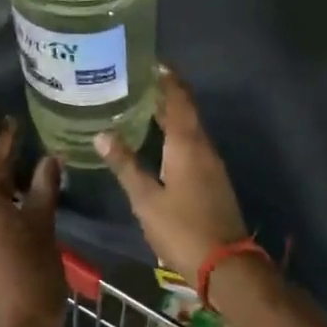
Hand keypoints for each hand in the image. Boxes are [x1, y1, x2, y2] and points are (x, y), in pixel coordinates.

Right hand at [95, 66, 248, 283]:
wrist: (224, 264)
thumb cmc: (181, 228)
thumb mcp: (145, 199)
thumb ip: (125, 165)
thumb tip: (102, 134)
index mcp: (187, 144)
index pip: (178, 99)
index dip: (167, 79)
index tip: (151, 62)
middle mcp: (203, 147)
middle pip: (185, 111)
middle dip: (165, 94)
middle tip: (137, 82)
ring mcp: (211, 164)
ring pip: (190, 129)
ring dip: (170, 115)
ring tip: (142, 106)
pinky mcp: (213, 180)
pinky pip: (193, 145)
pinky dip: (176, 134)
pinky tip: (159, 142)